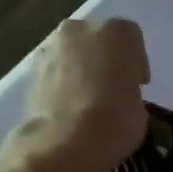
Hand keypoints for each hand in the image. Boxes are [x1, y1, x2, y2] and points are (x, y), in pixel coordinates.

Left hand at [21, 18, 150, 171]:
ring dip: (82, 69)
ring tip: (89, 101)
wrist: (65, 142)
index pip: (132, 39)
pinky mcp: (31, 69)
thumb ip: (130, 92)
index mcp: (117, 33)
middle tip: (112, 89)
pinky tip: (70, 107)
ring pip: (73, 53)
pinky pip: (55, 71)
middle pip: (98, 39)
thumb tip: (120, 97)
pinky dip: (62, 83)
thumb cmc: (116, 121)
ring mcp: (52, 47)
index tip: (138, 85)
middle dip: (105, 60)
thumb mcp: (140, 108)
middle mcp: (82, 29)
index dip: (136, 64)